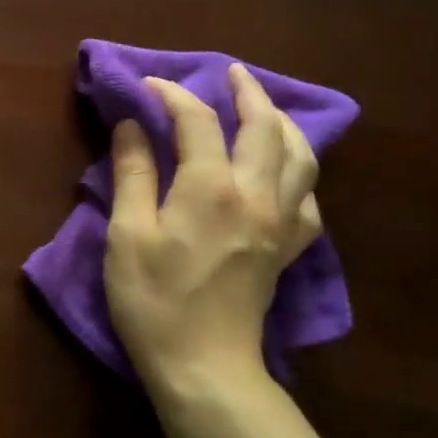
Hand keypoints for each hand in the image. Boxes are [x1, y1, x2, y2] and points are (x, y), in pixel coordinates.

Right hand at [105, 64, 321, 393]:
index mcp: (211, 187)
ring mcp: (280, 221)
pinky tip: (284, 172)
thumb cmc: (154, 300)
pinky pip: (309, 197)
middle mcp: (256, 194)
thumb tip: (133, 125)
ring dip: (283, 123)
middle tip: (230, 73)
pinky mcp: (288, 248)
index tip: (148, 85)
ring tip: (265, 109)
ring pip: (300, 155)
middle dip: (247, 92)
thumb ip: (133, 174)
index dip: (172, 95)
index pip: (197, 120)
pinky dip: (299, 171)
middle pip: (264, 126)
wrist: (204, 364)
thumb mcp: (127, 234)